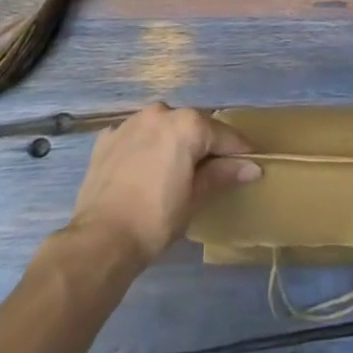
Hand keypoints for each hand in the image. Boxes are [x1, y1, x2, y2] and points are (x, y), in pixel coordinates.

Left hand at [67, 103, 259, 266]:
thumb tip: (252, 167)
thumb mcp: (195, 198)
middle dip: (203, 144)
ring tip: (175, 170)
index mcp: (186, 124)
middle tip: (212, 170)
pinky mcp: (107, 138)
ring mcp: (130, 122)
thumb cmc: (156, 219)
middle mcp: (160, 112)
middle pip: (192, 125)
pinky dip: (144, 147)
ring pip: (162, 126)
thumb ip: (223, 175)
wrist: (100, 239)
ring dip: (172, 142)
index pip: (222, 135)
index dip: (238, 151)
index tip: (250, 162)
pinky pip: (135, 136)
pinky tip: (144, 169)